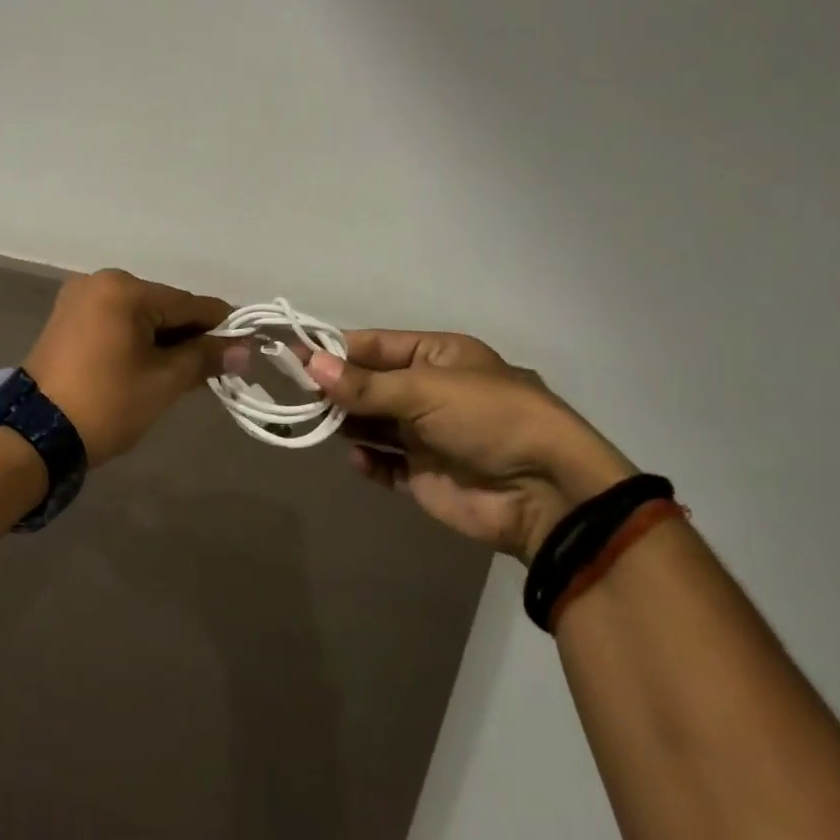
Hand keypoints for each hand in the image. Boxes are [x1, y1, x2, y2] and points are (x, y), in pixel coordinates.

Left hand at [24, 269, 235, 466]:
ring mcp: (80, 298)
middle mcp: (101, 282)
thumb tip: (245, 348)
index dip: (221, 326)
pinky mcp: (67, 318)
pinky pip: (117, 322)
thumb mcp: (163, 382)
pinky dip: (137, 340)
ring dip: (164, 339)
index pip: (188, 304)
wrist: (35, 437)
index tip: (246, 346)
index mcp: (124, 289)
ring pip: (140, 315)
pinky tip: (151, 365)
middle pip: (164, 306)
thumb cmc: (106, 404)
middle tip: (214, 370)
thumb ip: (205, 357)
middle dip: (189, 336)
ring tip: (184, 373)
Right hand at [306, 330, 635, 563]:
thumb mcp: (426, 390)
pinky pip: (385, 463)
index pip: (375, 346)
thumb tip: (310, 364)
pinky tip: (357, 459)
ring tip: (316, 423)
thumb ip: (365, 384)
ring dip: (347, 423)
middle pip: (369, 385)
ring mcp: (426, 435)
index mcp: (436, 356)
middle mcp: (429, 391)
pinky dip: (368, 460)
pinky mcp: (425, 476)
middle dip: (337, 388)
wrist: (545, 493)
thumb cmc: (488, 418)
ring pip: (373, 423)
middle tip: (296, 393)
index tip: (294, 354)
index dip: (335, 350)